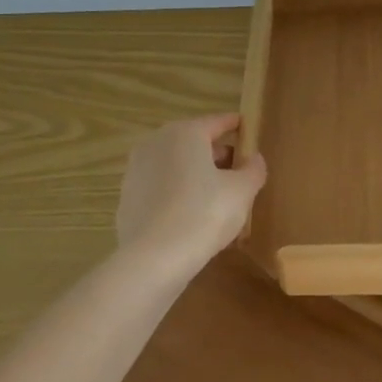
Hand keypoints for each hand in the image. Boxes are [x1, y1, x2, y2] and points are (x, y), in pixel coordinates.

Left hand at [115, 113, 266, 277]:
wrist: (154, 258)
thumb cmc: (205, 213)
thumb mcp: (242, 191)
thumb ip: (253, 169)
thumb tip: (254, 159)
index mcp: (185, 133)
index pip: (218, 122)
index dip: (236, 126)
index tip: (248, 130)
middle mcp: (156, 143)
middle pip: (194, 143)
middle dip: (216, 154)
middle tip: (238, 170)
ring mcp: (136, 171)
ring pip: (175, 166)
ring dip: (195, 175)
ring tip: (217, 196)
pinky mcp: (127, 198)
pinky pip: (161, 189)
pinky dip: (177, 194)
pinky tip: (191, 216)